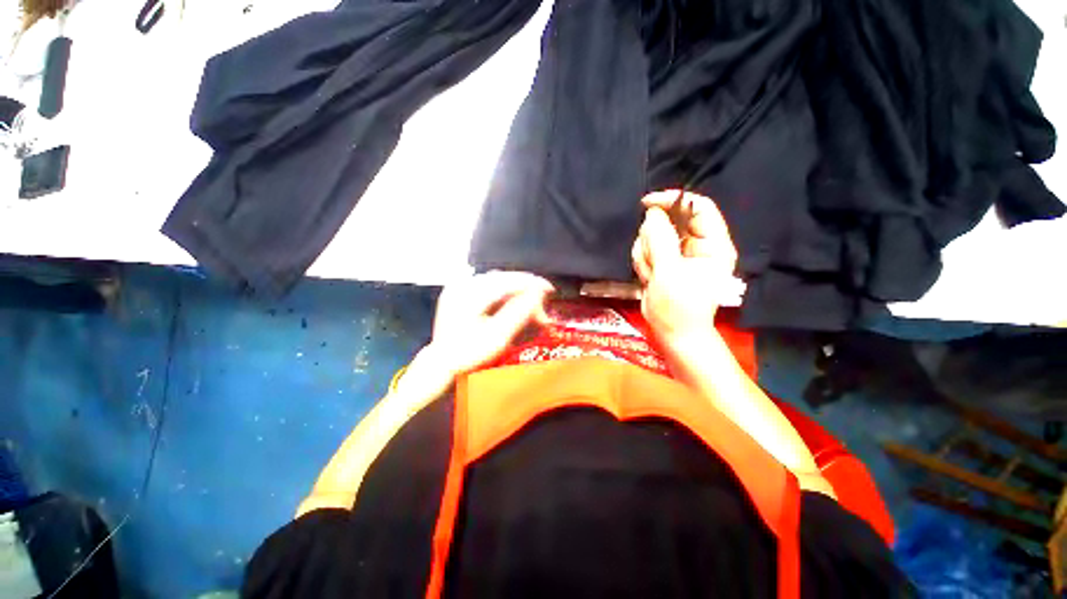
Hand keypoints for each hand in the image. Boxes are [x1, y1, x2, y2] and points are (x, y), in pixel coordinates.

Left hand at [428, 271, 553, 376]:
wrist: (441, 362)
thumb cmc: (469, 353)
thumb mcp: (497, 336)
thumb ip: (519, 313)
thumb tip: (538, 294)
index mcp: (470, 293)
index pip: (508, 281)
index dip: (532, 284)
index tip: (550, 289)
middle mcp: (463, 284)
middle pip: (503, 278)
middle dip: (526, 288)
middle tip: (543, 301)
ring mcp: (459, 286)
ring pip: (497, 280)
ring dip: (516, 289)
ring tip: (531, 302)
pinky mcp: (460, 291)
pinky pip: (488, 285)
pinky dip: (504, 291)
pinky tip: (514, 300)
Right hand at [632, 190, 740, 347]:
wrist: (672, 332)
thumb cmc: (678, 307)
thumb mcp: (669, 272)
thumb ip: (661, 239)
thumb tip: (652, 213)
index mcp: (713, 244)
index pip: (698, 207)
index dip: (673, 200)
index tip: (647, 204)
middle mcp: (698, 245)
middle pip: (670, 220)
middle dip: (654, 240)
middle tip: (653, 262)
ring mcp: (679, 253)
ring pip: (653, 235)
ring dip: (646, 254)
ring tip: (651, 275)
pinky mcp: (664, 261)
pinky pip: (646, 249)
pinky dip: (642, 262)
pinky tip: (647, 278)